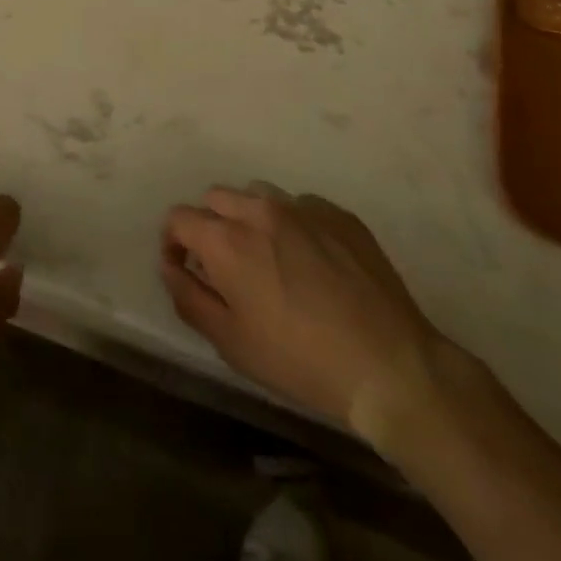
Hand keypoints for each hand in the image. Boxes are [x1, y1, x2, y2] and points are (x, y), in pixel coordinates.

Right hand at [161, 185, 443, 443]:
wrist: (390, 366)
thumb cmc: (300, 360)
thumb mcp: (231, 342)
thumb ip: (189, 297)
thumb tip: (170, 267)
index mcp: (226, 240)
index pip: (179, 217)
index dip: (173, 241)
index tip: (182, 266)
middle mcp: (259, 210)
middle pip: (216, 198)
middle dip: (209, 224)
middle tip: (224, 263)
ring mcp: (303, 208)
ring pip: (258, 195)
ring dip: (249, 217)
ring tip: (267, 255)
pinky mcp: (339, 215)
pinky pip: (301, 205)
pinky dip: (292, 224)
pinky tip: (311, 260)